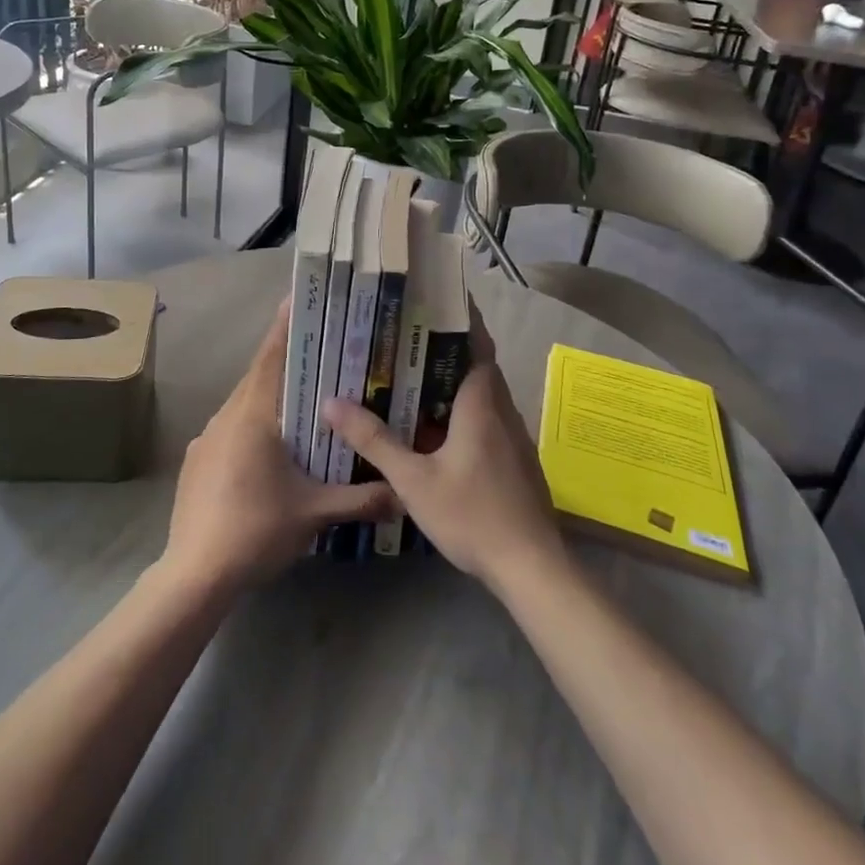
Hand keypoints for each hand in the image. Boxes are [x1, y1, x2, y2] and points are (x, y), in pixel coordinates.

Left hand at [162, 301, 396, 595]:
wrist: (194, 574)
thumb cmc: (256, 530)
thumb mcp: (315, 514)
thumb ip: (362, 499)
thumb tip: (404, 496)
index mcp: (253, 415)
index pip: (272, 358)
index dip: (285, 328)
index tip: (297, 300)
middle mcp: (226, 416)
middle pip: (259, 377)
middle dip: (286, 362)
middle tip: (318, 352)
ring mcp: (206, 438)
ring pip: (243, 404)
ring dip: (270, 396)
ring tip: (301, 399)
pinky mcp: (197, 461)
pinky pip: (230, 428)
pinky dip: (252, 424)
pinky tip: (269, 449)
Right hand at [323, 307, 567, 592]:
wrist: (531, 567)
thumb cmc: (473, 514)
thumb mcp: (413, 480)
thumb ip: (374, 441)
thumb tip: (332, 403)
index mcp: (482, 403)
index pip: (476, 343)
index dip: (462, 317)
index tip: (437, 296)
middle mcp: (502, 411)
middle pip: (477, 365)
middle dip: (447, 348)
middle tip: (406, 335)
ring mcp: (513, 437)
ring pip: (482, 395)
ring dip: (453, 382)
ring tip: (412, 375)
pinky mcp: (515, 460)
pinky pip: (486, 419)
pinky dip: (462, 411)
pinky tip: (435, 428)